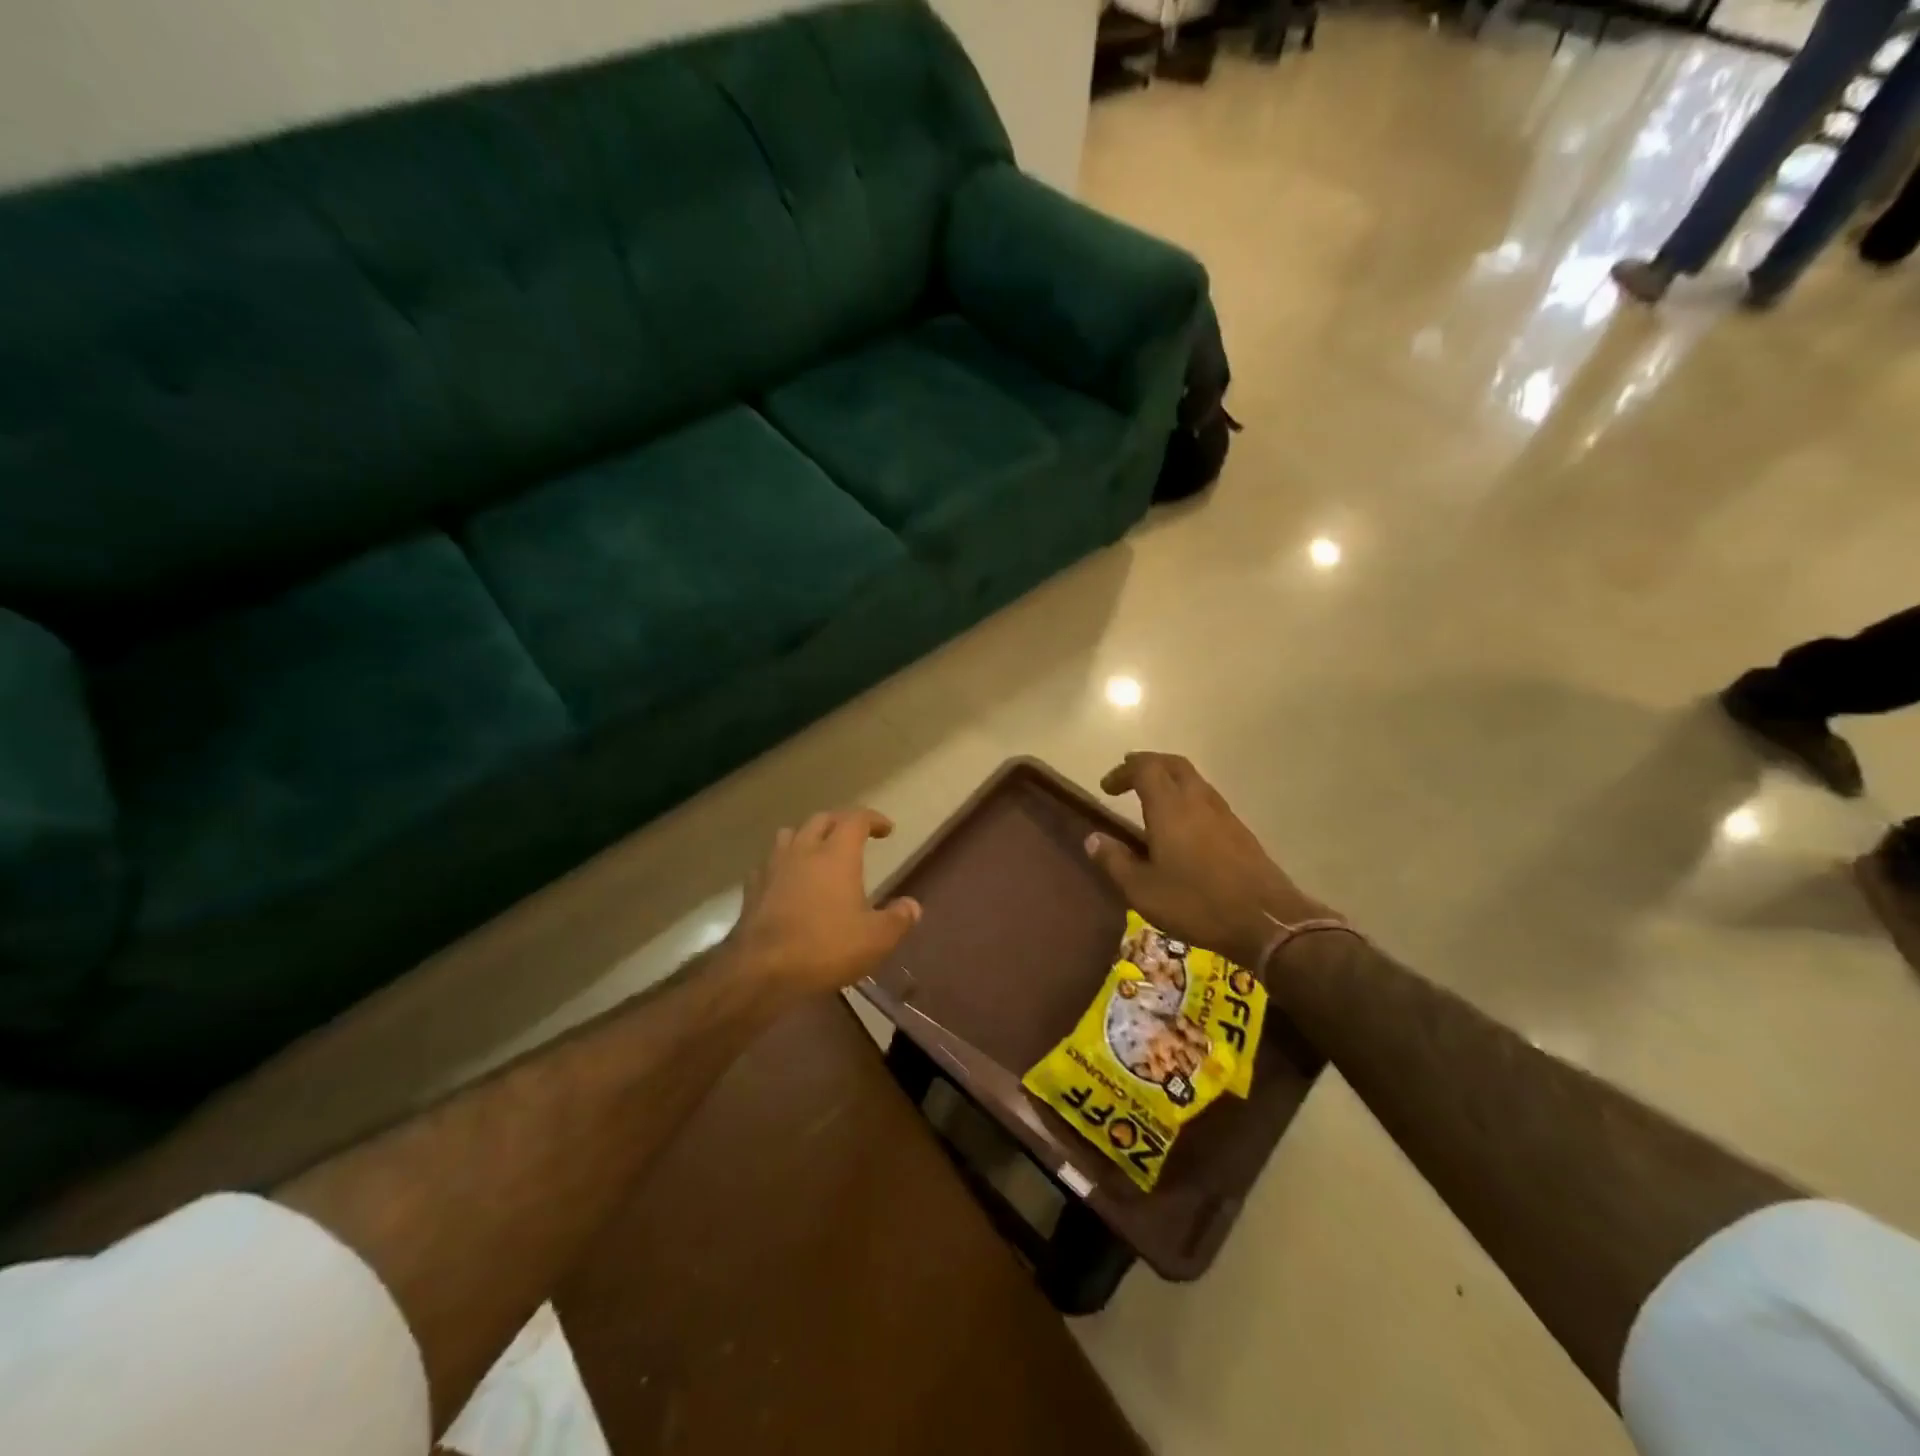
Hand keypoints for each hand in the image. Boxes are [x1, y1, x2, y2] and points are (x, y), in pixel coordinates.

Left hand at [727, 808, 920, 995]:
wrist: (760, 971)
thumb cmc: (825, 948)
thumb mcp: (875, 939)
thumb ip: (898, 919)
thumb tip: (912, 906)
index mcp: (836, 855)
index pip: (856, 819)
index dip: (873, 819)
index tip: (886, 829)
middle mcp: (803, 850)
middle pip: (821, 820)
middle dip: (841, 822)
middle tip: (854, 836)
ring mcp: (773, 867)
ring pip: (790, 834)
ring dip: (807, 836)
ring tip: (818, 852)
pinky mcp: (752, 888)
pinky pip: (769, 862)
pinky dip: (783, 863)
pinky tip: (787, 881)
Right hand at [1086, 752, 1339, 969]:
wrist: (1266, 921)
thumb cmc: (1196, 903)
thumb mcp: (1142, 890)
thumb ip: (1114, 861)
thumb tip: (1092, 838)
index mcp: (1170, 807)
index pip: (1145, 768)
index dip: (1123, 771)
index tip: (1107, 788)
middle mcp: (1198, 800)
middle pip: (1173, 764)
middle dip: (1148, 764)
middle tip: (1129, 776)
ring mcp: (1223, 814)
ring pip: (1194, 780)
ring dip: (1170, 779)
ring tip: (1153, 798)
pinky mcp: (1240, 831)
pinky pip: (1207, 799)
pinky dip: (1188, 798)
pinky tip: (1182, 825)